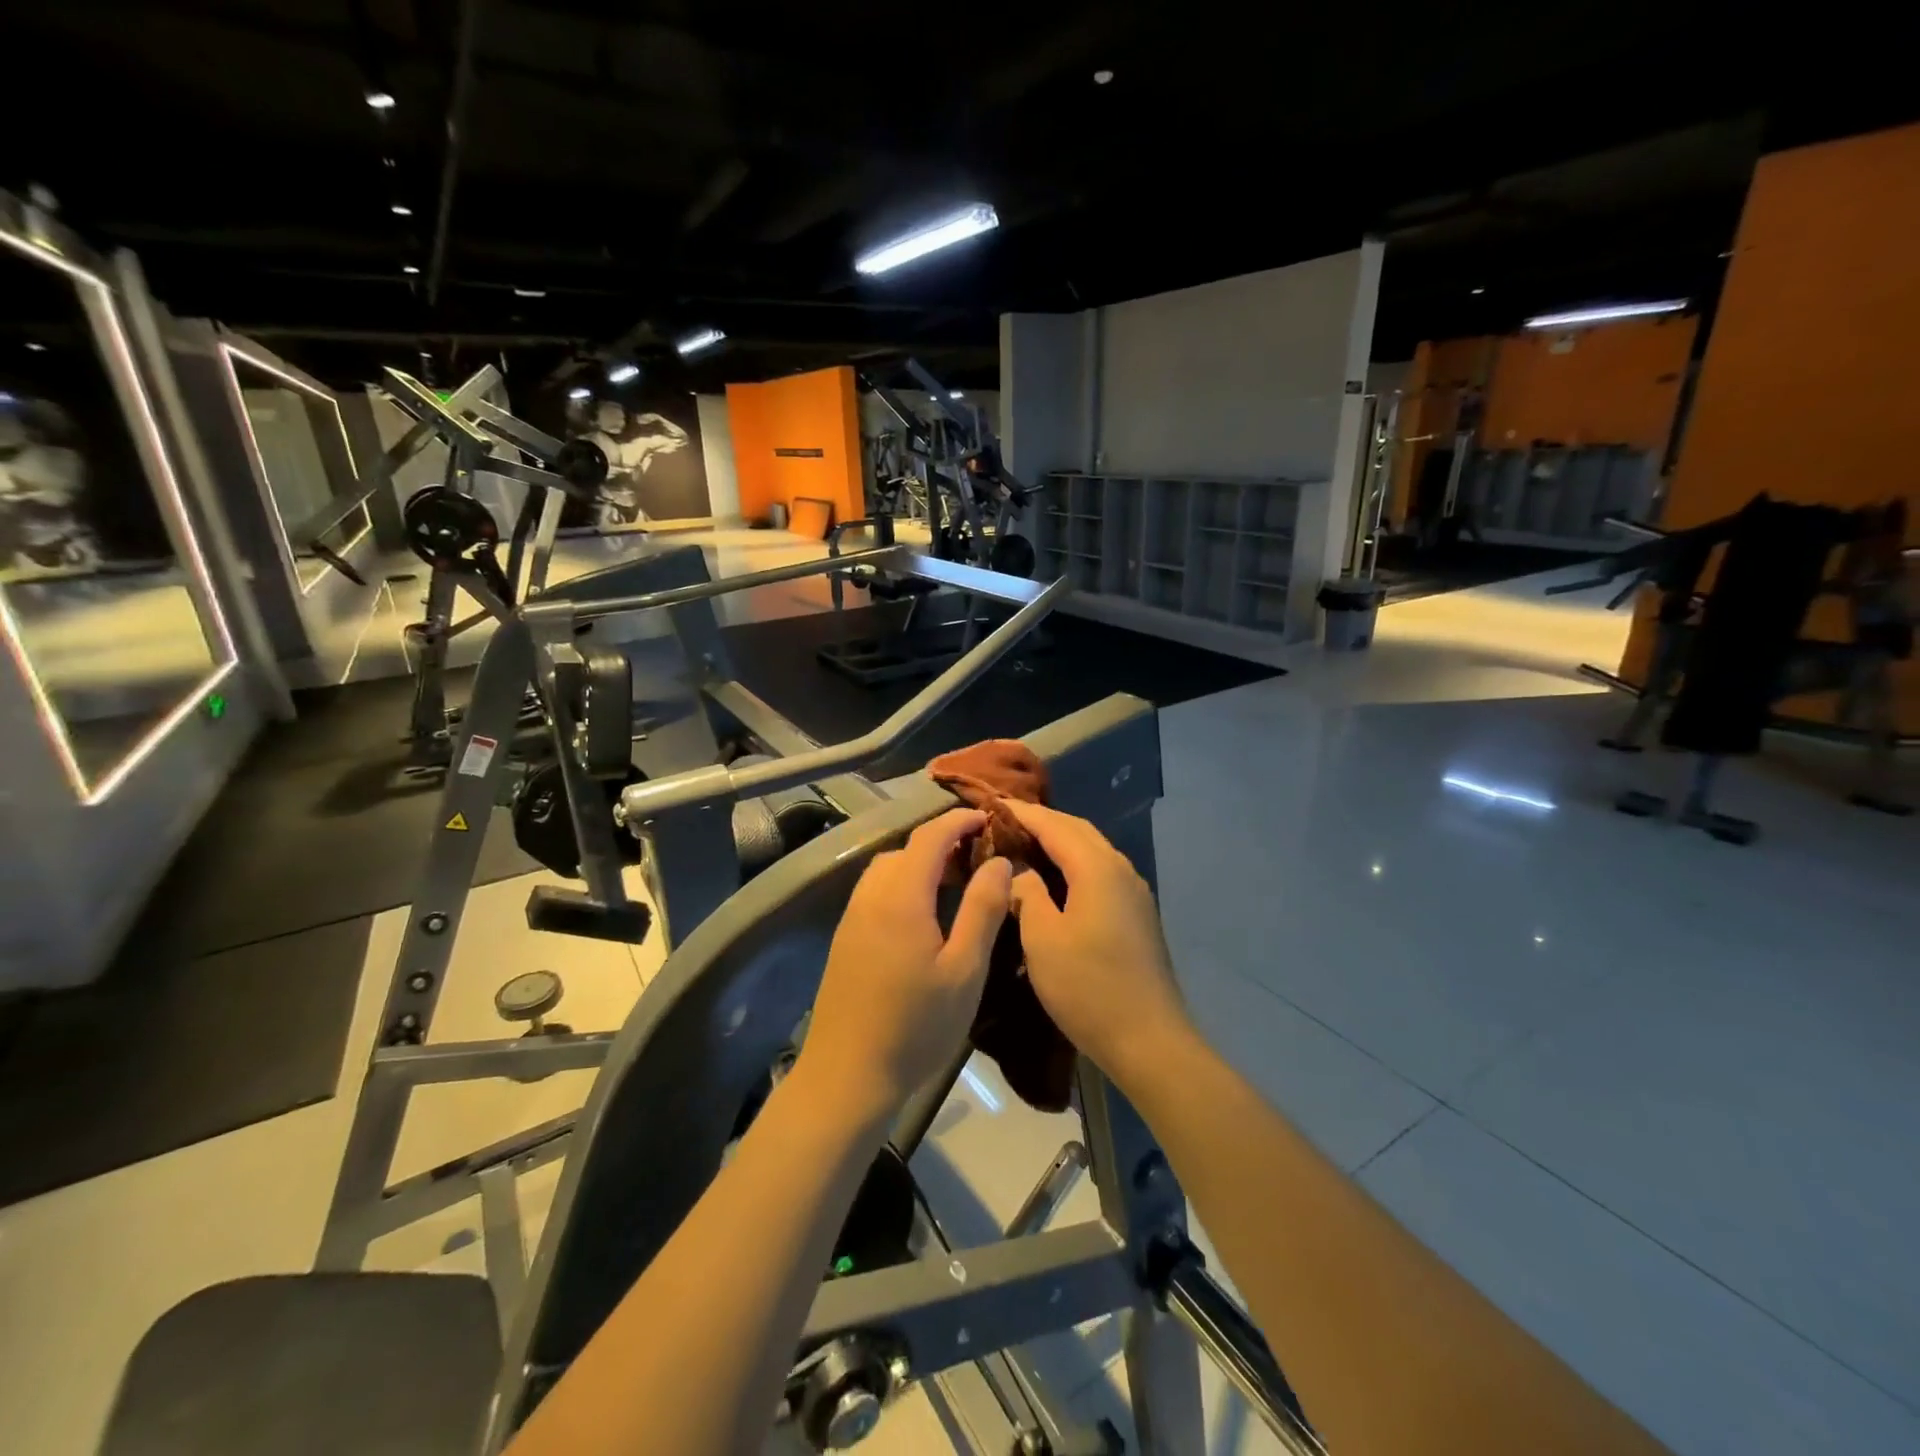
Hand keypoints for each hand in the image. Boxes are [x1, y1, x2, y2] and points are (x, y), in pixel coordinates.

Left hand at [799, 809, 1012, 1122]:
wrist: (846, 1076)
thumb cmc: (915, 1026)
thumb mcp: (964, 970)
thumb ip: (983, 909)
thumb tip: (999, 862)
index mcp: (901, 896)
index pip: (930, 836)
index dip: (959, 820)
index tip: (988, 817)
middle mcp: (870, 896)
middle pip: (906, 849)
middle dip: (942, 842)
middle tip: (979, 857)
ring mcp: (852, 918)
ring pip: (887, 870)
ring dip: (920, 864)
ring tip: (954, 884)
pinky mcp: (845, 939)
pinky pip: (876, 892)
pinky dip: (903, 884)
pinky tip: (924, 915)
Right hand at [1005, 801, 1193, 1089]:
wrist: (1149, 1039)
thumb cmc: (1088, 986)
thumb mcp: (1042, 938)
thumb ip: (1027, 893)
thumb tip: (1018, 870)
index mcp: (1097, 868)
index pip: (1053, 824)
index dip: (1020, 813)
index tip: (990, 804)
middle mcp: (1120, 869)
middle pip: (1077, 830)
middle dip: (1041, 821)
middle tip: (1003, 822)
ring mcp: (1133, 892)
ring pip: (1092, 850)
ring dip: (1059, 841)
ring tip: (1024, 845)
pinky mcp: (1136, 914)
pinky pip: (1100, 871)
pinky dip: (1074, 863)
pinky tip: (1054, 880)